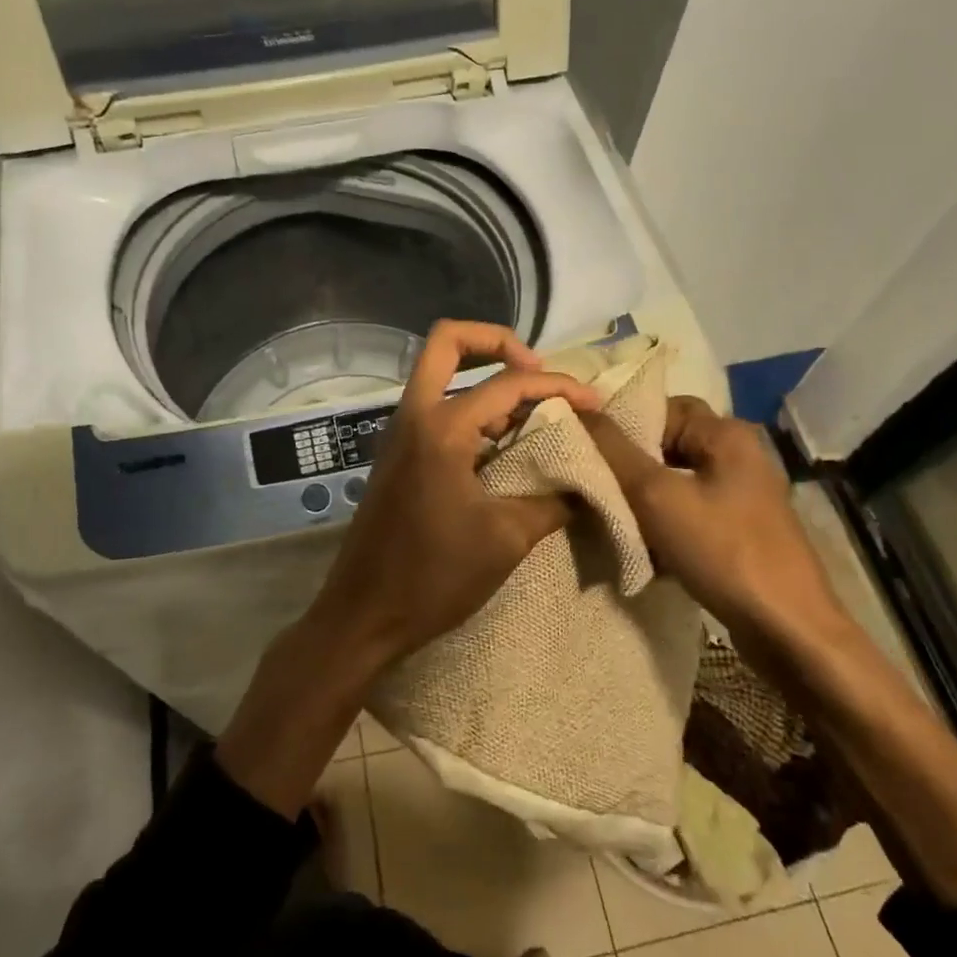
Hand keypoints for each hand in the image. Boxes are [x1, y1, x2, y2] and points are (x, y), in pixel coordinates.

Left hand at [308, 320, 600, 668]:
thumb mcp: (506, 539)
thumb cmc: (434, 576)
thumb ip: (552, 500)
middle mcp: (415, 416)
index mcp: (441, 428)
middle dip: (496, 342)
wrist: (364, 614)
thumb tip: (588, 482)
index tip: (592, 402)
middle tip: (537, 371)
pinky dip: (471, 408)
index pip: (508, 383)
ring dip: (484, 376)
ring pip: (440, 374)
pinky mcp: (398, 455)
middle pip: (447, 342)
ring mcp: (400, 433)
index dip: (557, 386)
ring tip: (531, 407)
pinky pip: (436, 408)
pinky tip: (504, 440)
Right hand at [582, 397, 849, 654]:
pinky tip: (642, 548)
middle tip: (595, 486)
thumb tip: (574, 409)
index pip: (661, 407)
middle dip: (629, 466)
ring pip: (675, 481)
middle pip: (667, 445)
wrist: (788, 631)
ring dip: (642, 499)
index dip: (622, 425)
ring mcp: (742, 495)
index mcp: (726, 434)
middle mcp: (739, 455)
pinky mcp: (740, 530)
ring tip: (611, 518)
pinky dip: (663, 524)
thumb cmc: (723, 551)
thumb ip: (613, 450)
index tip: (587, 451)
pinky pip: (689, 512)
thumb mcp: (656, 496)